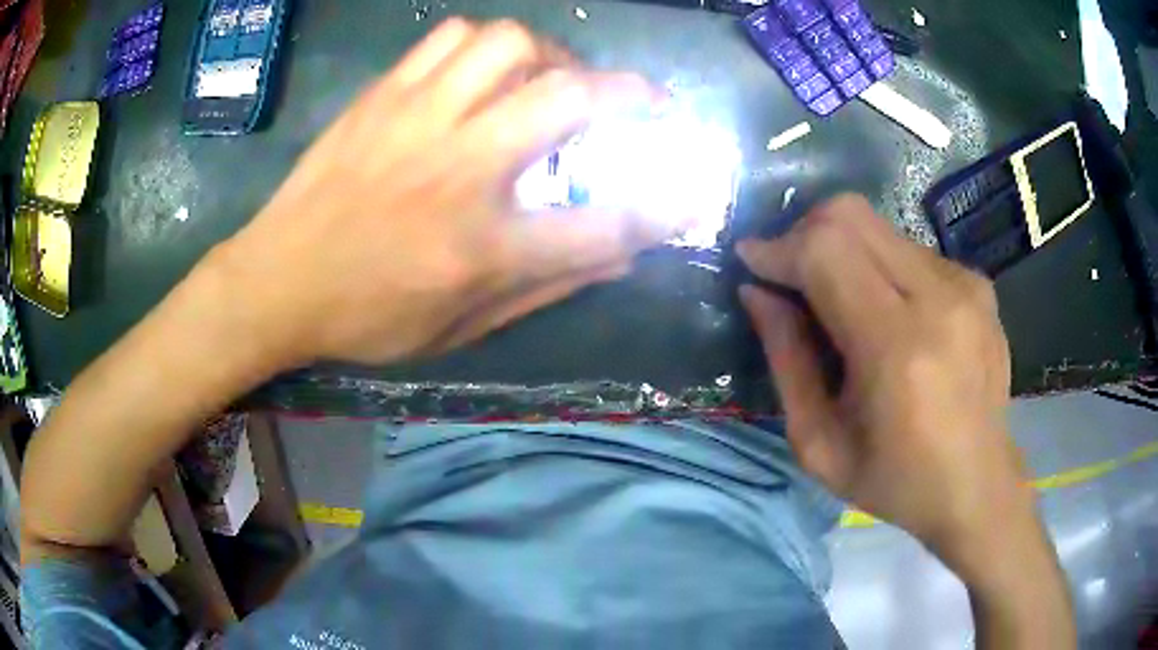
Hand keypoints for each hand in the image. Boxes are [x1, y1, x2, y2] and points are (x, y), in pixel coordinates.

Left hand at [211, 18, 673, 365]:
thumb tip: (616, 256)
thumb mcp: (458, 329)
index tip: (686, 198)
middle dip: (629, 93)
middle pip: (570, 101)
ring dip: (551, 58)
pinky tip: (484, 72)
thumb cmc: (365, 317)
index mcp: (480, 248)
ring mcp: (417, 120)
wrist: (275, 281)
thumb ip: (544, 288)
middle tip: (640, 102)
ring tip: (549, 82)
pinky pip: (451, 37)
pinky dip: (486, 46)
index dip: (661, 211)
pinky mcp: (384, 96)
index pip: (601, 225)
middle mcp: (459, 170)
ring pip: (510, 45)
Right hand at [736, 194, 1032, 574]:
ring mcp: (966, 284)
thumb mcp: (819, 444)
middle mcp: (939, 299)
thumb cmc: (894, 480)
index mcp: (897, 350)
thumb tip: (757, 292)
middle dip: (804, 232)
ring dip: (843, 251)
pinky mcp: (978, 283)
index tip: (751, 262)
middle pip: (851, 217)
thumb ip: (786, 360)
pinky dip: (880, 267)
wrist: (977, 486)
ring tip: (838, 302)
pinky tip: (887, 313)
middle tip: (788, 274)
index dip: (778, 247)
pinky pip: (910, 248)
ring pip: (879, 226)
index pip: (826, 252)